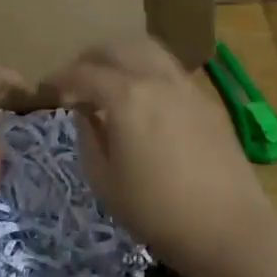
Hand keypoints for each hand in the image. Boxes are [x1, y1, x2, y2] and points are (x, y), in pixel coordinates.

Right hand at [46, 37, 274, 276]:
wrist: (229, 228)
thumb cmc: (157, 211)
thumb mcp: (105, 181)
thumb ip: (88, 138)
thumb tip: (85, 112)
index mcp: (126, 97)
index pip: (83, 72)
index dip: (60, 78)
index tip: (47, 89)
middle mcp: (156, 79)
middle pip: (116, 48)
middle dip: (89, 59)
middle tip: (75, 80)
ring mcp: (186, 86)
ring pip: (147, 50)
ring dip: (121, 57)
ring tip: (109, 80)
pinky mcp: (206, 101)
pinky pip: (169, 69)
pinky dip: (147, 70)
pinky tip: (143, 98)